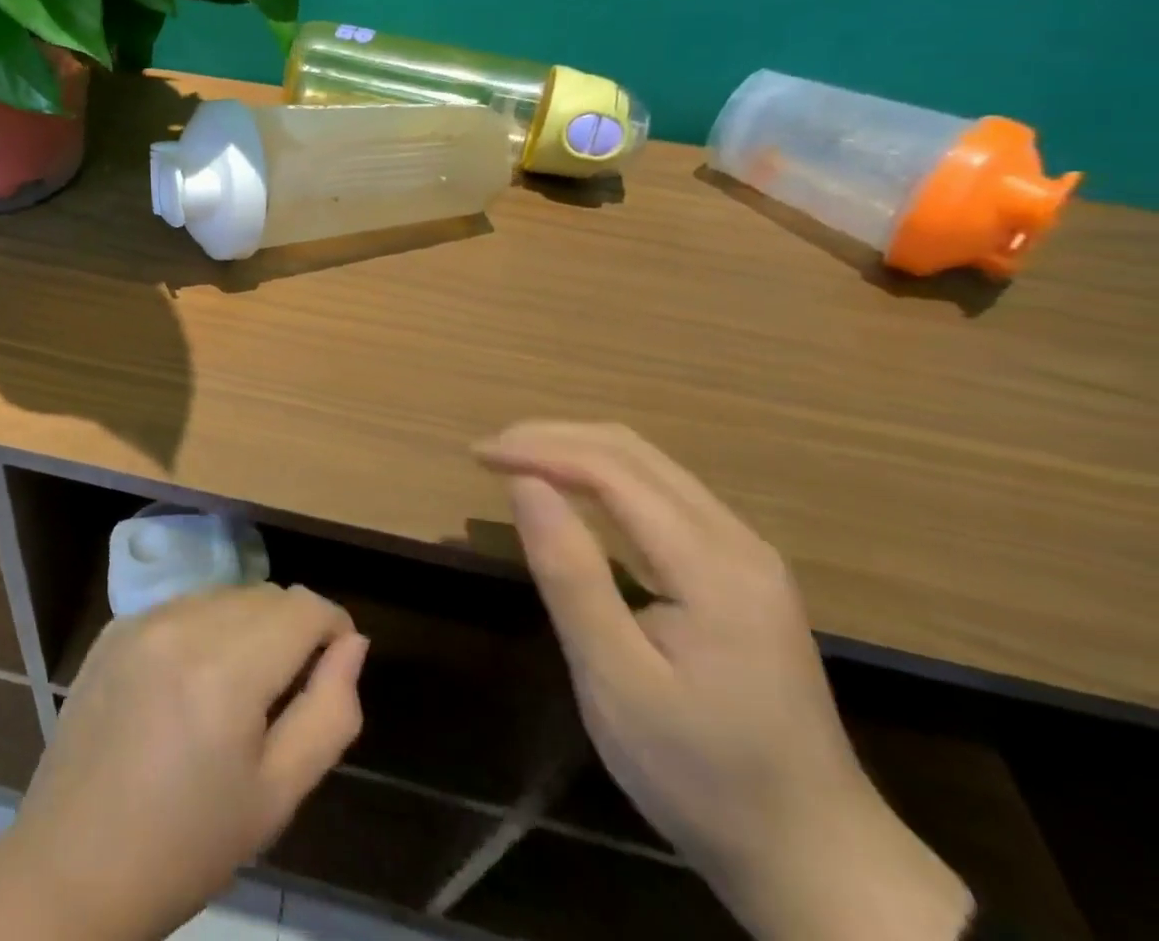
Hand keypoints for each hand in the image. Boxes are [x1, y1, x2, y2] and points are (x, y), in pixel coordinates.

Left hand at [3, 584, 367, 940]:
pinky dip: (205, 626)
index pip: (303, 607)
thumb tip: (353, 644)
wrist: (73, 865)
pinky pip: (183, 605)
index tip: (337, 662)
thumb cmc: (187, 844)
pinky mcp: (115, 626)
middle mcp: (184, 624)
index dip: (333, 626)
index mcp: (227, 669)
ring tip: (240, 686)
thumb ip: (329, 712)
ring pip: (224, 593)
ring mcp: (143, 618)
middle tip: (289, 688)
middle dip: (292, 627)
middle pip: (265, 595)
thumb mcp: (277, 795)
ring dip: (248, 623)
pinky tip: (193, 679)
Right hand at [479, 423, 970, 940]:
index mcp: (713, 565)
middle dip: (553, 439)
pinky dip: (604, 479)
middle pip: (633, 453)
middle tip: (490, 453)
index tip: (478, 456)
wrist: (818, 858)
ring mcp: (746, 555)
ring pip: (649, 467)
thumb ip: (571, 575)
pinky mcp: (741, 572)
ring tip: (517, 464)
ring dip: (577, 453)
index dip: (538, 449)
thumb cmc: (703, 775)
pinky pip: (663, 496)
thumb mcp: (617, 682)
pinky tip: (573, 497)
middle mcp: (737, 540)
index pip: (612, 470)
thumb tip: (524, 484)